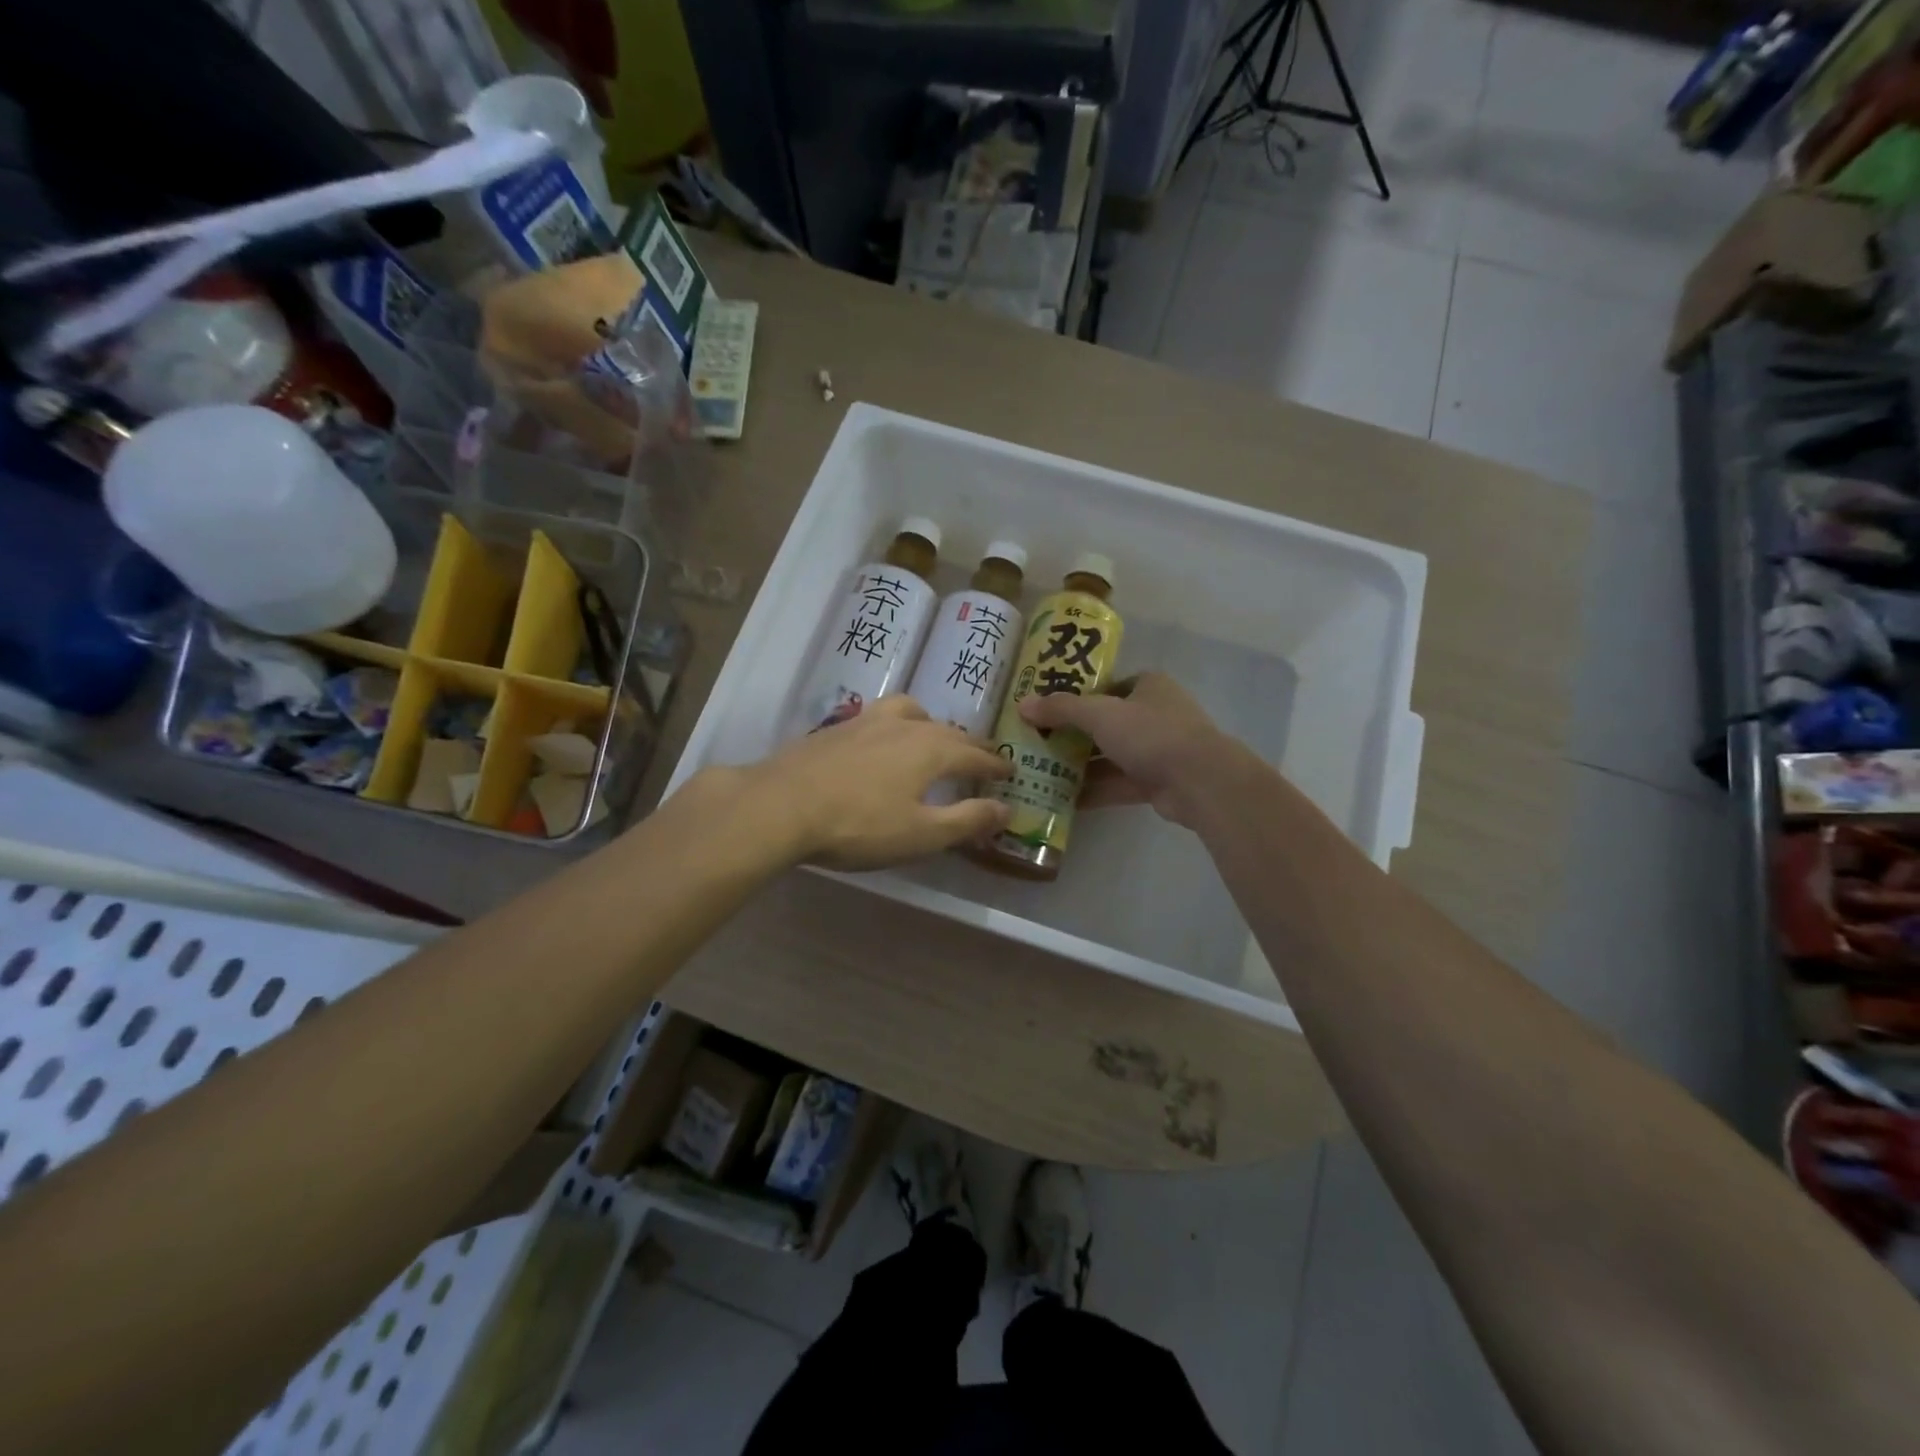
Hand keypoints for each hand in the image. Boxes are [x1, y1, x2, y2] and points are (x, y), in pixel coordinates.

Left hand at [741, 696, 1011, 870]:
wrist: (780, 806)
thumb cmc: (859, 825)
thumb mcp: (922, 834)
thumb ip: (967, 820)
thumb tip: (1008, 809)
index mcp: (931, 749)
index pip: (975, 754)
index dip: (995, 765)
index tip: (1010, 770)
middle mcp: (904, 725)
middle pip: (947, 730)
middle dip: (969, 744)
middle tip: (982, 755)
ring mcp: (866, 722)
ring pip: (910, 711)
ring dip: (930, 723)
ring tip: (931, 737)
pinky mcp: (835, 728)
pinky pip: (879, 717)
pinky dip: (896, 725)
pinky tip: (881, 744)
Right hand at [1017, 672, 1255, 831]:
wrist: (1200, 781)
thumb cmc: (1151, 733)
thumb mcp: (1100, 714)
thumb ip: (1061, 709)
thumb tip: (1022, 705)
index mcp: (1148, 686)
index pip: (1106, 685)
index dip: (1076, 695)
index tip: (1046, 709)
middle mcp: (1154, 714)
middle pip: (1105, 722)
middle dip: (1072, 734)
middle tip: (1036, 742)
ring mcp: (1157, 750)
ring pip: (1110, 755)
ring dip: (1080, 765)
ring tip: (1041, 772)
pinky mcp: (1156, 782)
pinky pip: (1117, 783)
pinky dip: (1094, 790)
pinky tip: (1062, 800)